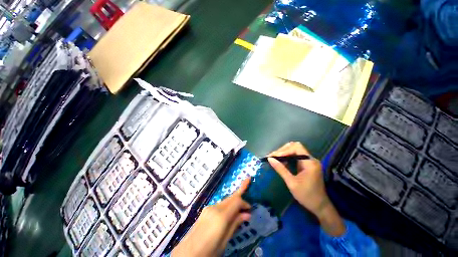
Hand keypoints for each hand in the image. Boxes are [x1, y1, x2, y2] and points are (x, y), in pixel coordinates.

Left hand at [172, 178, 251, 256]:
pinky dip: (227, 206)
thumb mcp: (225, 240)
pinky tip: (230, 210)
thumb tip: (246, 214)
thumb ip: (235, 225)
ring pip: (224, 202)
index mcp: (220, 216)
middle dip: (240, 192)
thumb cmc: (209, 249)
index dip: (246, 203)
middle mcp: (213, 209)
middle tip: (249, 182)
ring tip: (242, 203)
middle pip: (230, 198)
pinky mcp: (203, 214)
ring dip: (234, 201)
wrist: (188, 252)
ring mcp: (206, 210)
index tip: (252, 209)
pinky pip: (218, 206)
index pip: (237, 201)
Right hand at [268, 142, 344, 235]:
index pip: (296, 147)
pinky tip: (283, 163)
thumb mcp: (292, 183)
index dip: (283, 150)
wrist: (318, 204)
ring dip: (287, 154)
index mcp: (309, 162)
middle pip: (297, 147)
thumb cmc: (305, 195)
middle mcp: (312, 159)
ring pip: (298, 152)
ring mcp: (312, 162)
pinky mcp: (311, 167)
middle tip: (272, 157)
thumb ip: (281, 170)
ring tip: (276, 159)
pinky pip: (300, 158)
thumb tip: (270, 159)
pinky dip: (291, 159)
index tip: (272, 157)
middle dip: (284, 150)